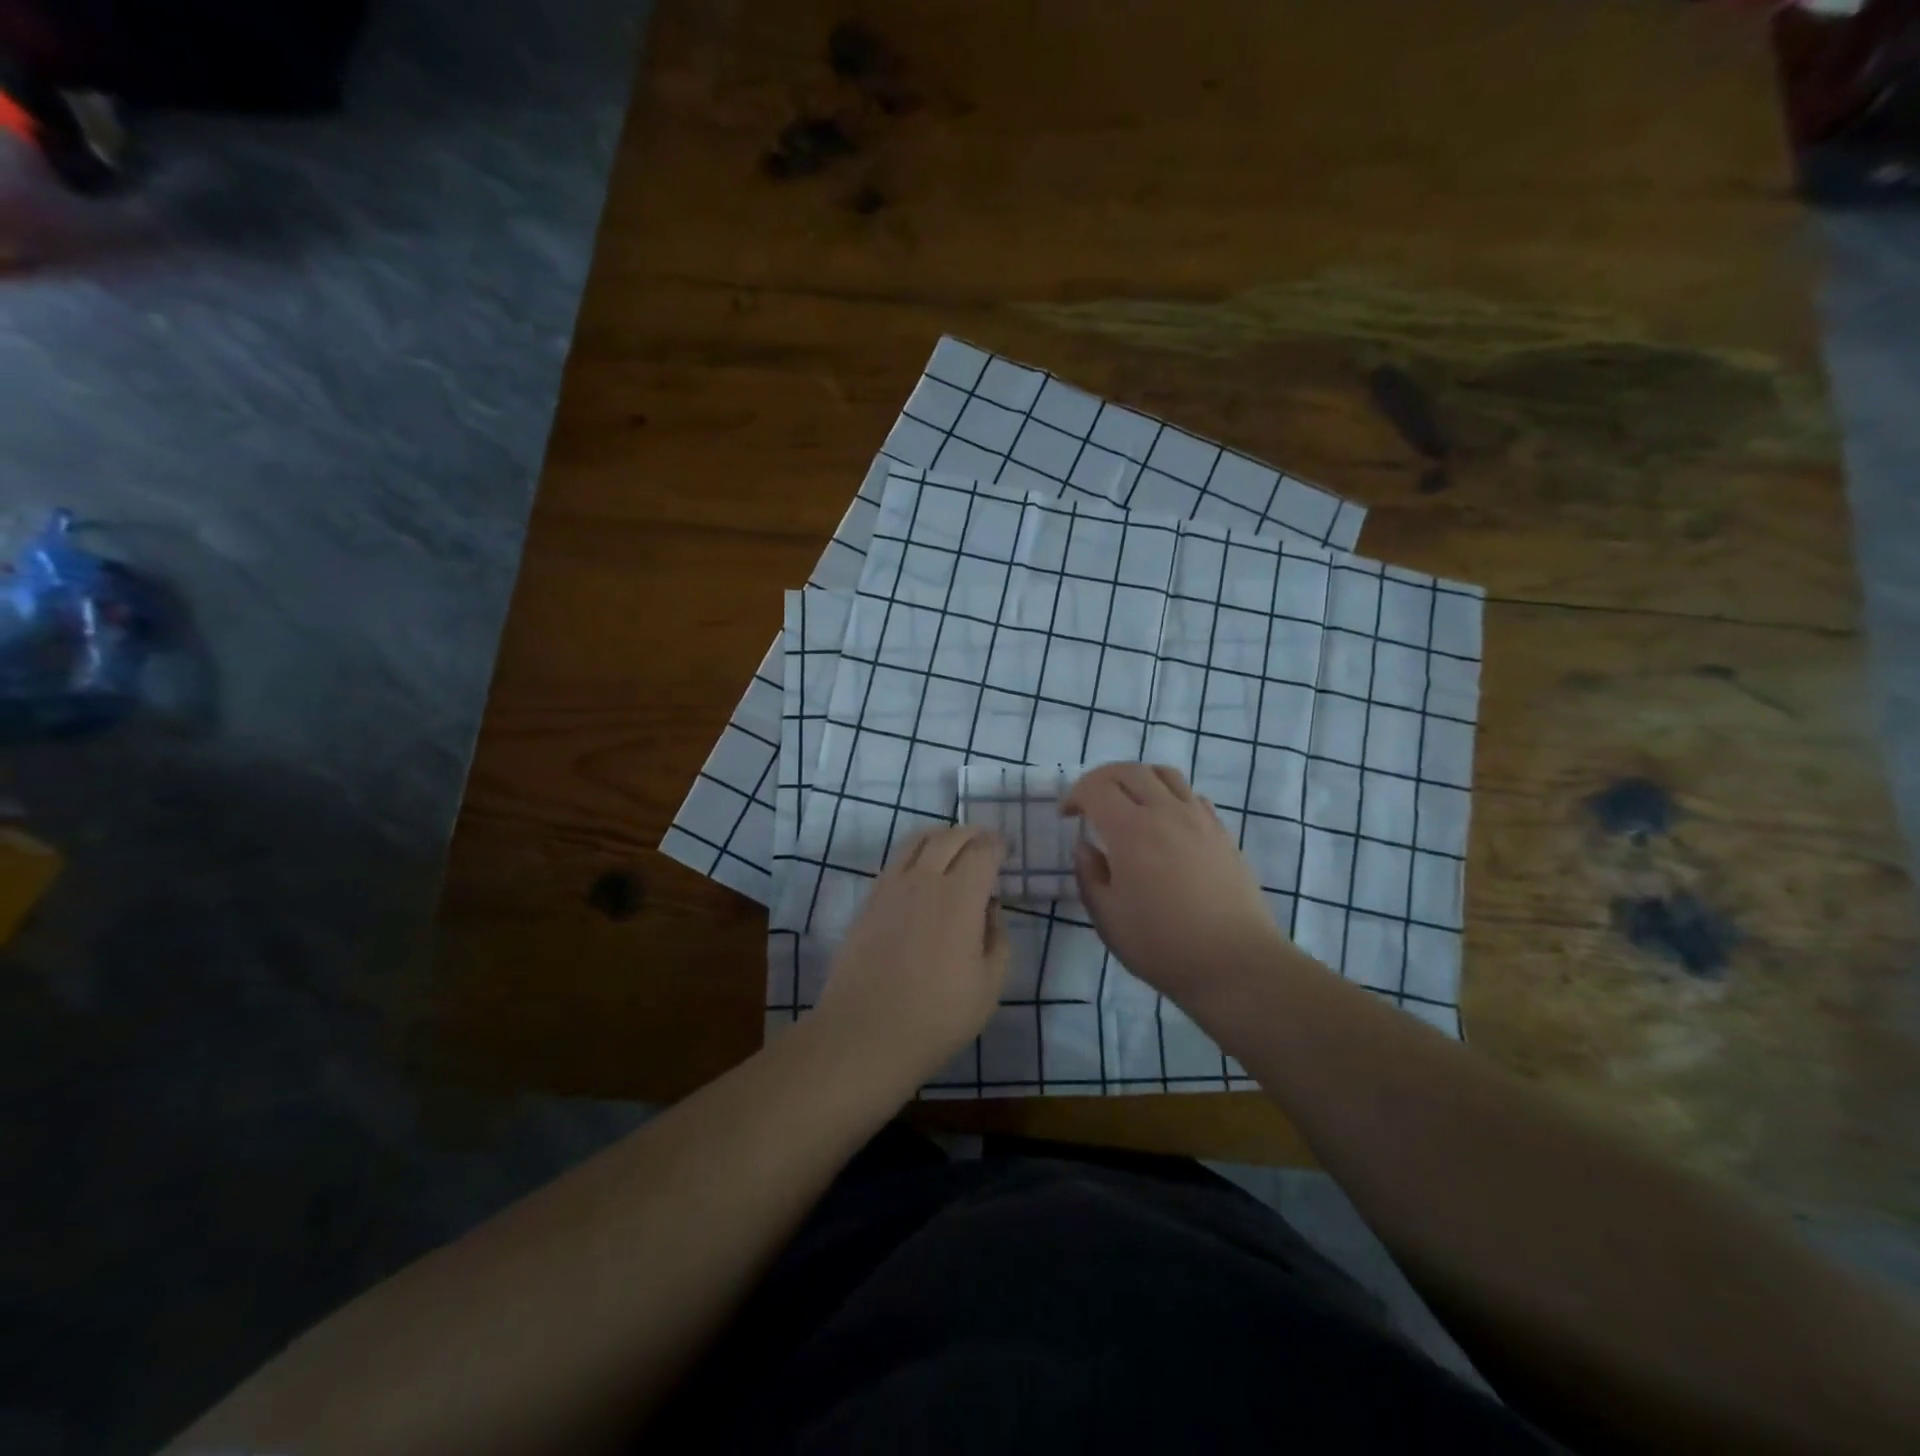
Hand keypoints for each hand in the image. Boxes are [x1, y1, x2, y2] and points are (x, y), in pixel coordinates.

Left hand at [816, 825, 1010, 1083]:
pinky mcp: (869, 902)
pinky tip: (921, 873)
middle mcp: (924, 880)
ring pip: (916, 841)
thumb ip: (998, 939)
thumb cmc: (937, 1016)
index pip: (982, 851)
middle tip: (984, 842)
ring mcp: (891, 888)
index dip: (998, 844)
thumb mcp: (989, 986)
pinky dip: (915, 854)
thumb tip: (990, 908)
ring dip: (940, 836)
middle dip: (971, 834)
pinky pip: (895, 861)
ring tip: (952, 847)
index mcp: (960, 897)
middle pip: (949, 837)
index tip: (1006, 849)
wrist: (865, 1033)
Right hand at [1062, 764, 1286, 997]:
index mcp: (1131, 830)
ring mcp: (1200, 819)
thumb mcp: (1107, 918)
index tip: (1067, 816)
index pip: (1096, 788)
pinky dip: (1169, 795)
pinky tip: (1165, 823)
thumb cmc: (1162, 945)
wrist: (1235, 964)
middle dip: (1102, 779)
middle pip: (1130, 770)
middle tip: (1090, 802)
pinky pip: (1192, 795)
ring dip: (1138, 779)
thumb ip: (1090, 875)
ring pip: (1165, 774)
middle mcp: (1166, 812)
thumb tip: (1085, 847)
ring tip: (1128, 803)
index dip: (1075, 795)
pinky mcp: (1222, 833)